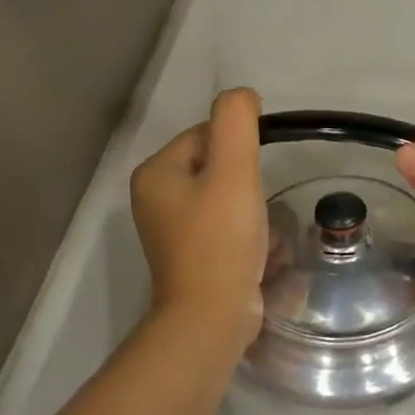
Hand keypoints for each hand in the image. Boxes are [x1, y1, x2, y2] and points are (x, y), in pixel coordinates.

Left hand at [131, 89, 267, 348]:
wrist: (211, 317)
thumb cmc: (220, 240)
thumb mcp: (233, 170)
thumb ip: (236, 122)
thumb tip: (242, 97)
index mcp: (156, 173)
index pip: (206, 135)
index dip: (240, 149)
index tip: (256, 177)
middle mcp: (154, 198)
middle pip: (215, 166)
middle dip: (245, 180)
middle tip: (258, 205)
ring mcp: (169, 230)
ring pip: (221, 196)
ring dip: (248, 205)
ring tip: (259, 228)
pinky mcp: (188, 255)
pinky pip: (221, 225)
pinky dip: (241, 230)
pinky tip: (256, 247)